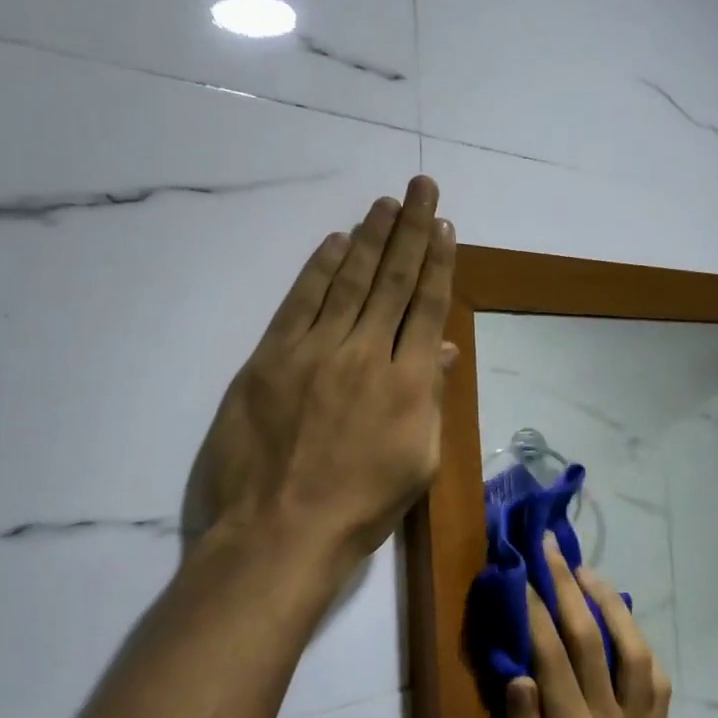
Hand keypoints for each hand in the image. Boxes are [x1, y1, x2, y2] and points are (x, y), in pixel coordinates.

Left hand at [181, 176, 456, 581]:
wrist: (281, 532)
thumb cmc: (359, 508)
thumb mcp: (417, 462)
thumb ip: (429, 398)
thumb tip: (440, 348)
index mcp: (408, 382)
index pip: (427, 305)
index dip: (438, 262)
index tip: (445, 225)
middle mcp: (367, 353)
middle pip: (392, 280)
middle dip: (410, 230)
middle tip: (420, 186)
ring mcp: (316, 351)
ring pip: (349, 281)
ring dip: (370, 238)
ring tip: (386, 203)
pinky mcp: (272, 358)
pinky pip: (300, 302)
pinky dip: (318, 269)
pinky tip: (335, 241)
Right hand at [505, 538, 697, 717]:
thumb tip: (519, 676)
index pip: (553, 659)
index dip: (535, 610)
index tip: (519, 568)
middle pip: (592, 641)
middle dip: (569, 586)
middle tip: (551, 544)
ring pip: (633, 651)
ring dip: (610, 604)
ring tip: (588, 571)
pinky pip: (655, 683)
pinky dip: (641, 644)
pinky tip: (625, 627)